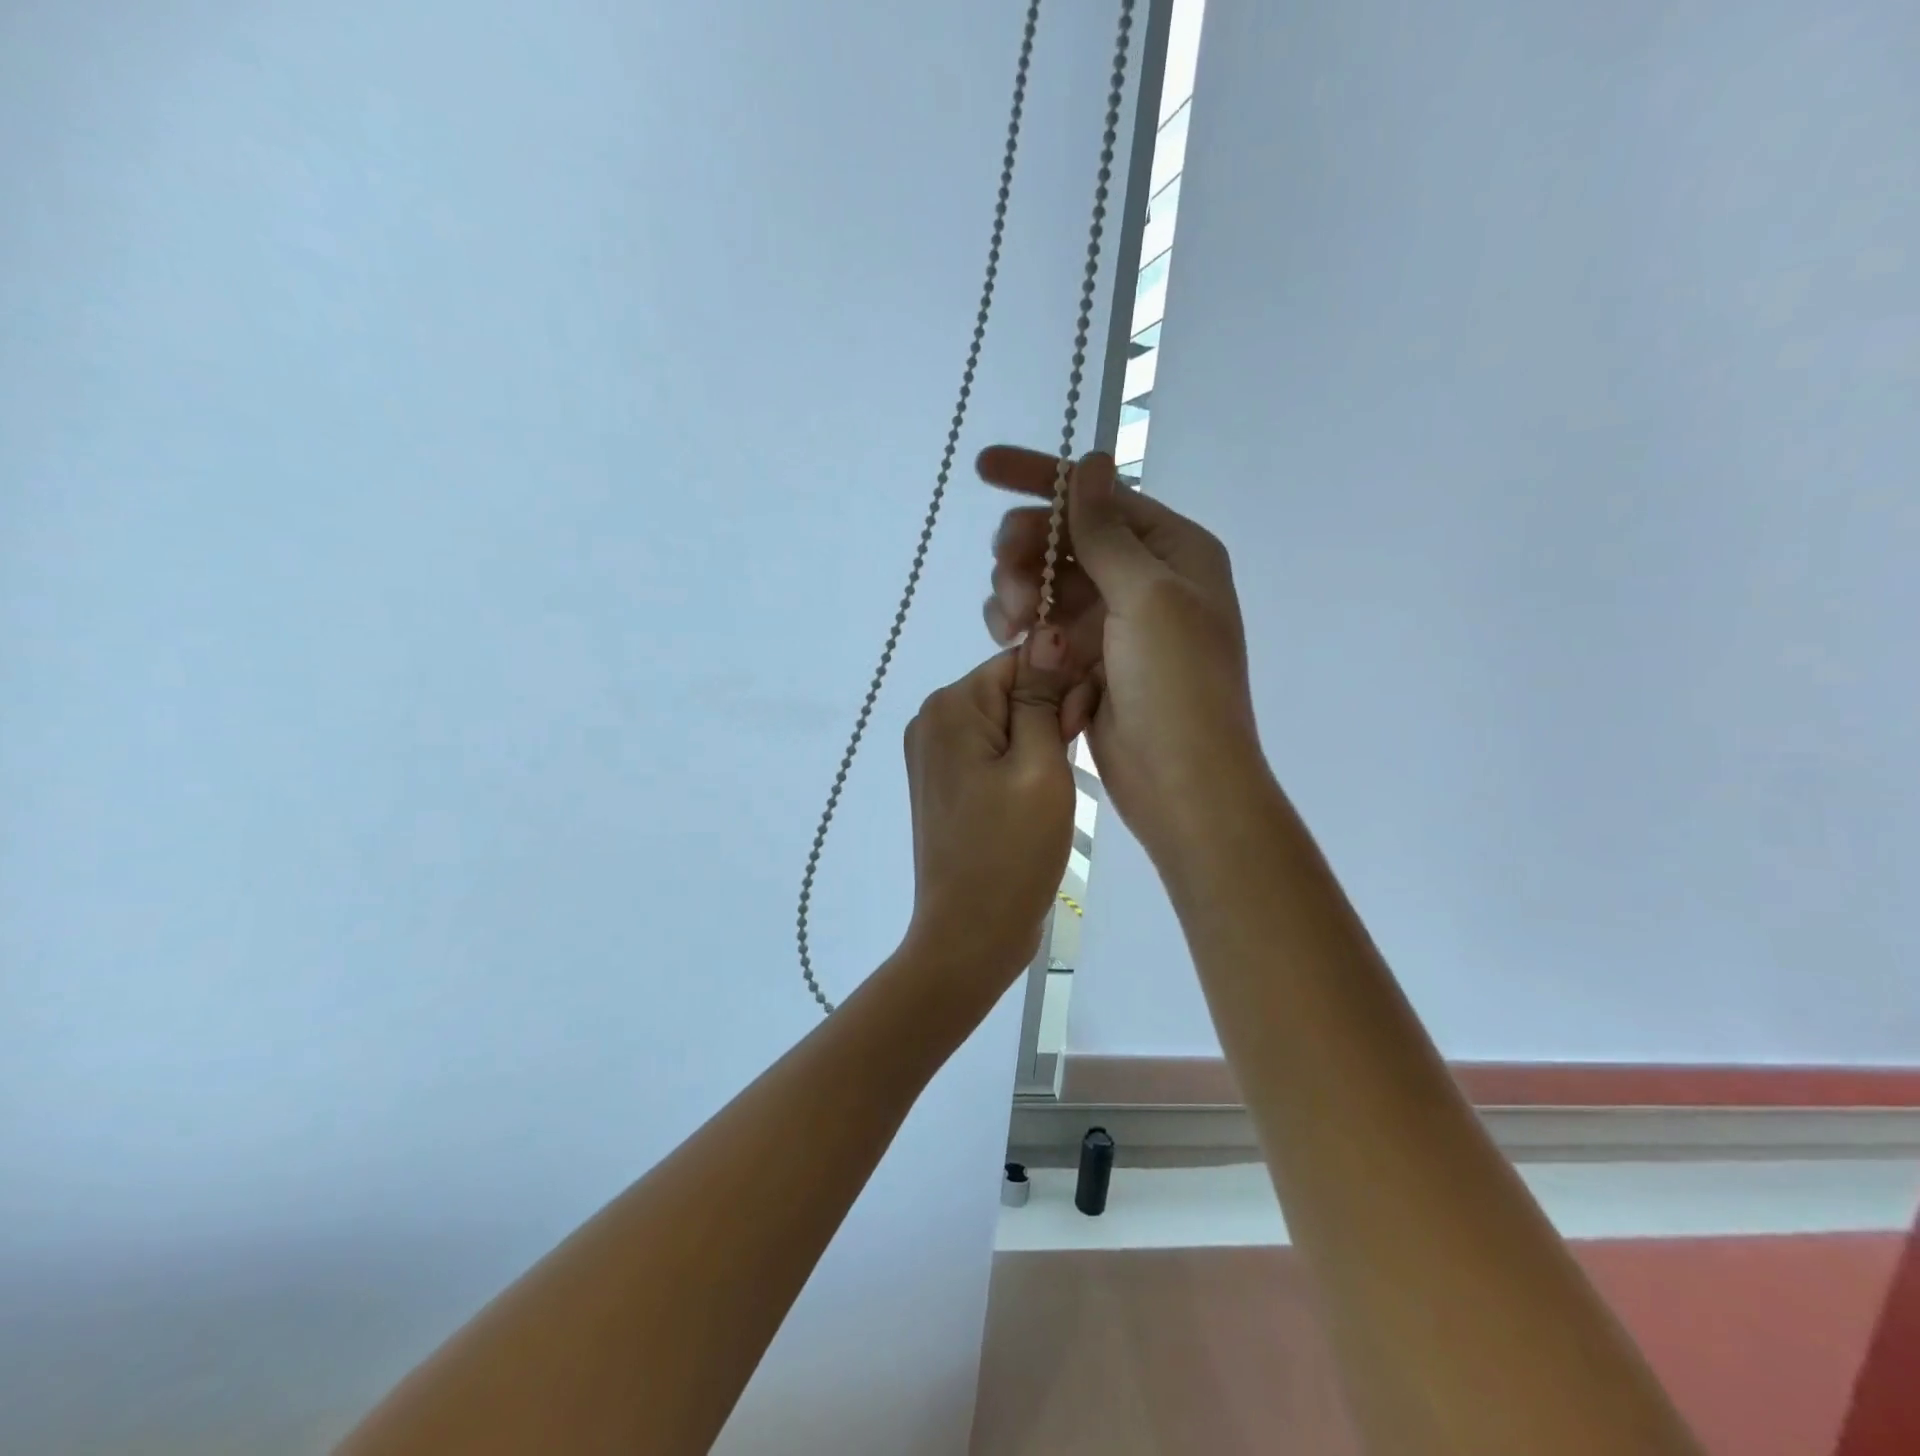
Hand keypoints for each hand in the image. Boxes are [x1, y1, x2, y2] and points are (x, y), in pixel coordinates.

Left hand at [901, 645, 1078, 985]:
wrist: (968, 935)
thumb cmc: (1011, 852)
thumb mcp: (1040, 767)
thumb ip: (1042, 696)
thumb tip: (1048, 630)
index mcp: (950, 705)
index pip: (1021, 661)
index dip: (1062, 685)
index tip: (1082, 727)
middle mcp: (931, 719)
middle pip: (1010, 688)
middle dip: (1049, 715)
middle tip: (1068, 768)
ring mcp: (932, 753)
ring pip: (1004, 720)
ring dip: (1039, 741)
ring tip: (1053, 789)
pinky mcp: (943, 783)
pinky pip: (990, 751)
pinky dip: (1019, 763)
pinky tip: (1035, 796)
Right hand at [977, 446, 1261, 862]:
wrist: (1181, 782)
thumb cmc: (1177, 686)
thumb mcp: (1147, 597)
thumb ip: (1108, 532)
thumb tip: (1089, 462)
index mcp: (1174, 551)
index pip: (1100, 496)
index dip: (1041, 479)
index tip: (984, 468)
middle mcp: (1145, 578)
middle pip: (1067, 539)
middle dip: (1027, 549)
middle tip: (1006, 576)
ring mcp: (1114, 622)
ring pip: (1048, 583)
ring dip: (1020, 591)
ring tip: (1009, 622)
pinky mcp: (1088, 659)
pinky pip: (1043, 625)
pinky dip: (1021, 626)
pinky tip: (1009, 640)